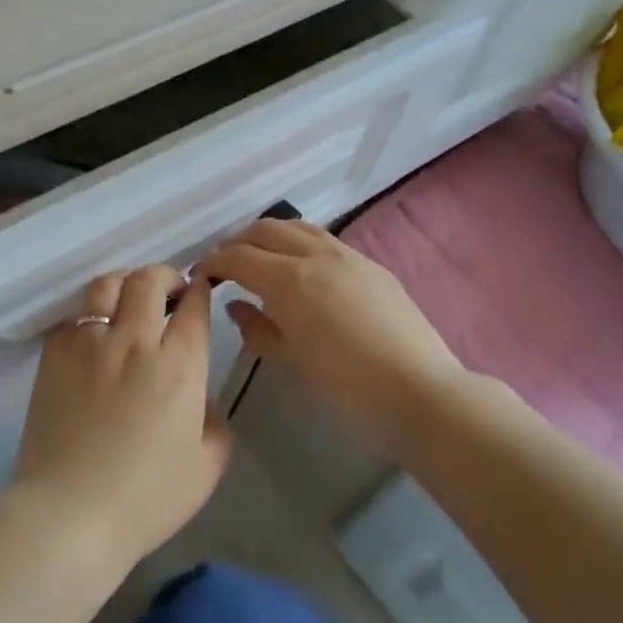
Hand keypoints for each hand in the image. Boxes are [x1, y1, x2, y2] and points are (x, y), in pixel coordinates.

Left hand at [10, 265, 230, 578]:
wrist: (68, 515)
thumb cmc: (144, 500)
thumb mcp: (206, 468)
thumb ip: (214, 422)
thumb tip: (199, 397)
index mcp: (179, 366)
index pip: (194, 306)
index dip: (200, 291)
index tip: (199, 292)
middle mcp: (135, 341)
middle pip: (149, 280)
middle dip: (165, 276)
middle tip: (170, 292)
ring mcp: (89, 342)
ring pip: (108, 284)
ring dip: (126, 284)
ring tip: (130, 300)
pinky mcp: (54, 353)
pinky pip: (75, 316)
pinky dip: (91, 316)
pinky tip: (95, 335)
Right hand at [201, 218, 465, 456]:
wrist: (421, 394)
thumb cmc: (347, 388)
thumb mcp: (291, 363)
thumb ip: (257, 329)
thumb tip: (236, 306)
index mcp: (289, 280)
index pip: (238, 257)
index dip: (214, 263)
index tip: (201, 276)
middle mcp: (316, 255)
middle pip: (265, 230)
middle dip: (238, 242)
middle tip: (225, 266)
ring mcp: (348, 256)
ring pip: (298, 227)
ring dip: (269, 236)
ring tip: (260, 258)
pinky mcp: (372, 266)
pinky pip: (324, 239)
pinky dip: (299, 242)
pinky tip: (300, 268)